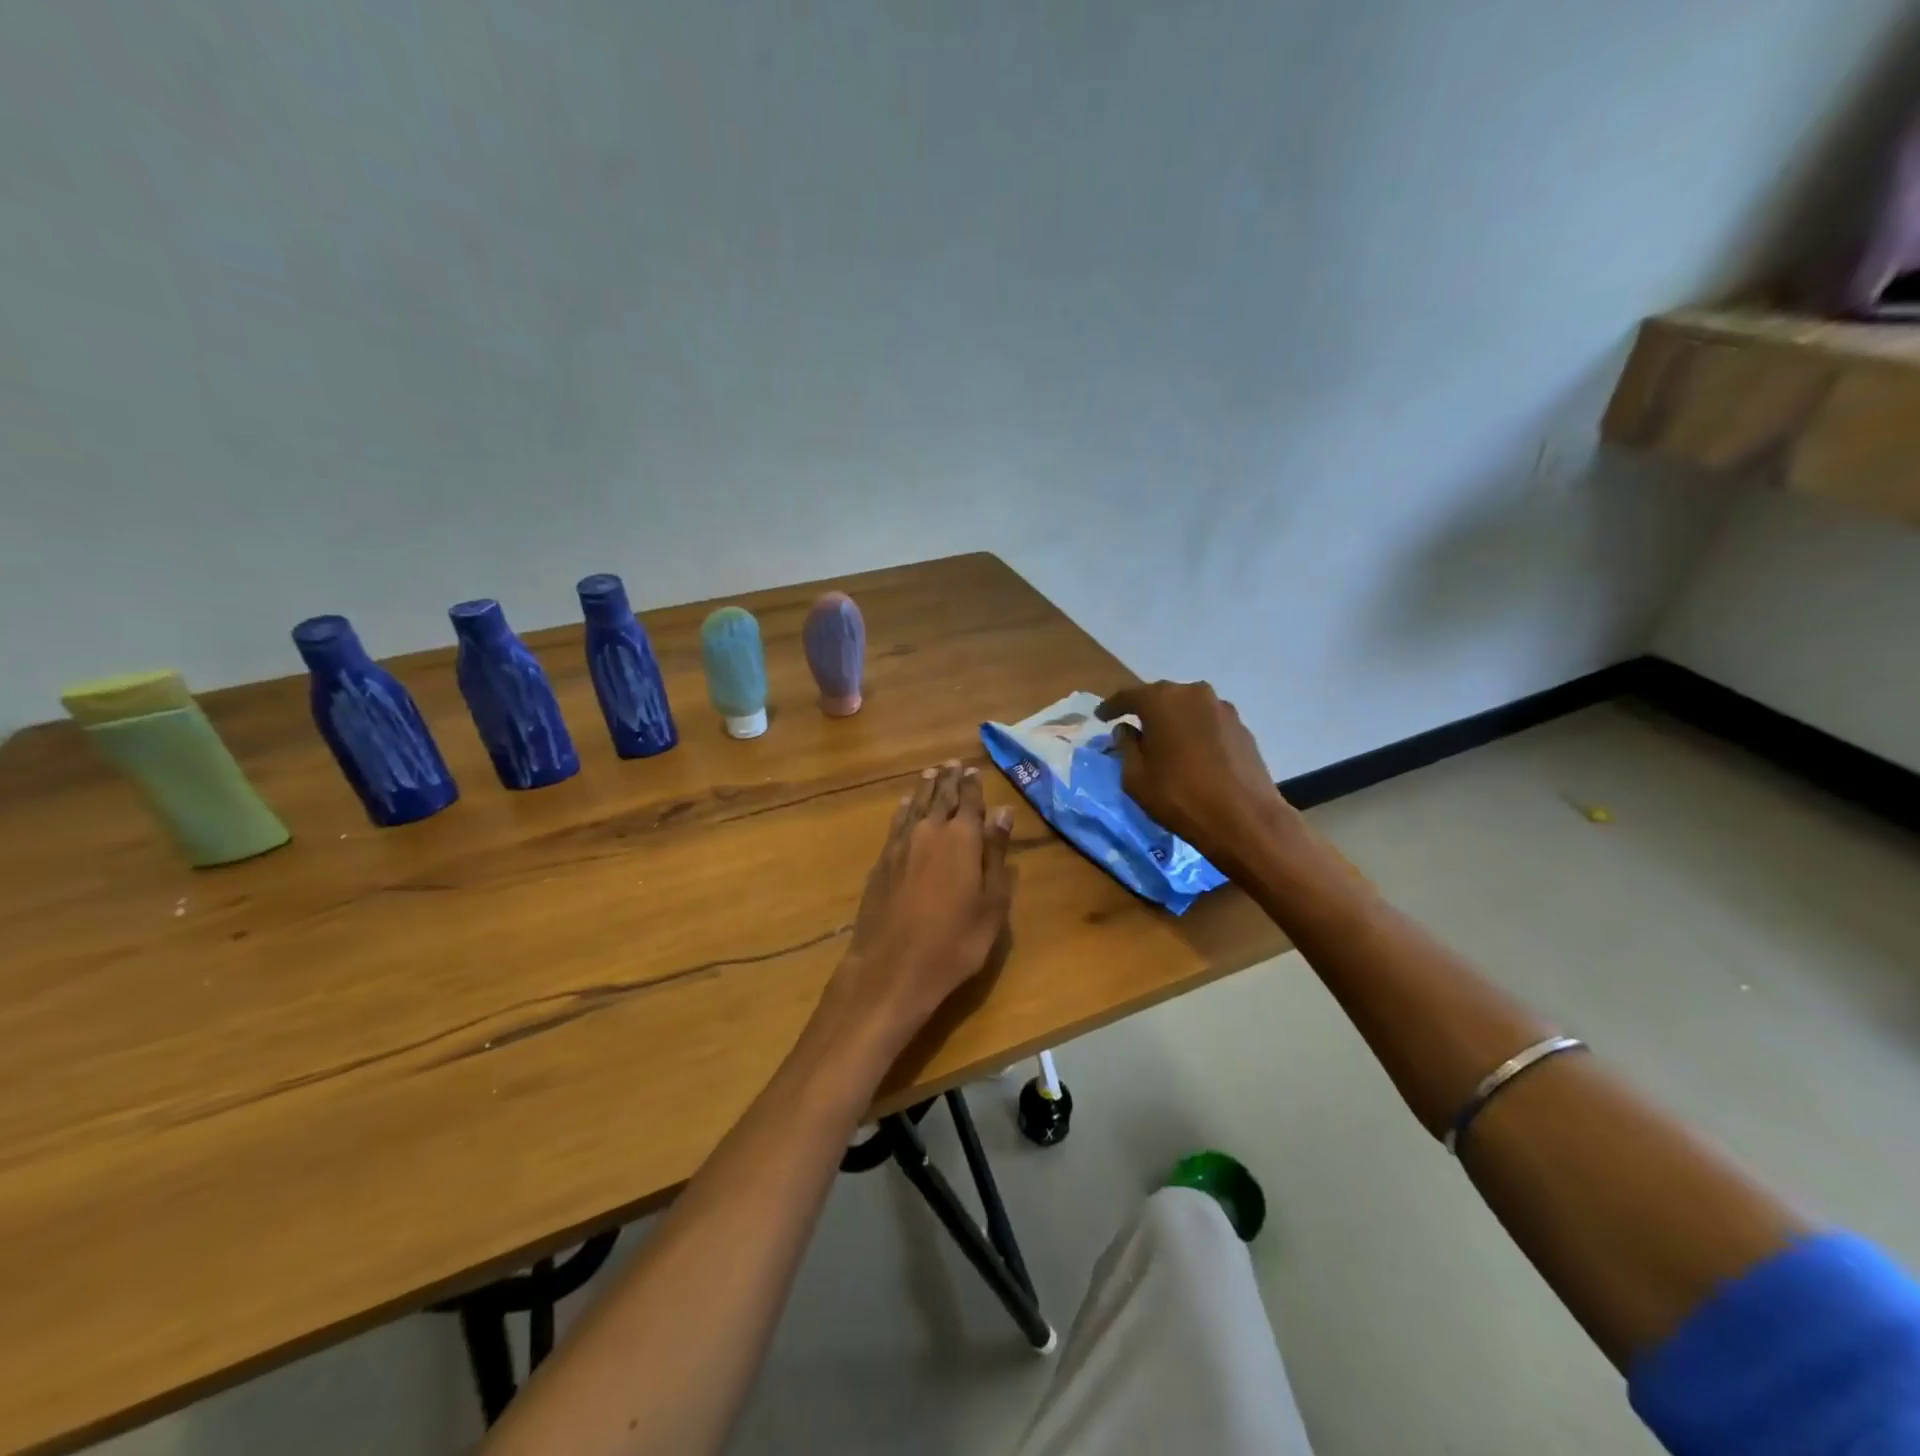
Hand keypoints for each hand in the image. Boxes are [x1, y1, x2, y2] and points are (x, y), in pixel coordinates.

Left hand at [816, 762, 1015, 1056]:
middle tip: (952, 763)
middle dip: (948, 780)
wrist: (891, 967)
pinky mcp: (881, 861)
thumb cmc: (954, 942)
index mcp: (962, 839)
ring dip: (924, 788)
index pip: (969, 802)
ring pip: (914, 805)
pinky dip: (902, 809)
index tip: (973, 769)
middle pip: (940, 797)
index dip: (973, 785)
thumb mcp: (991, 903)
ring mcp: (901, 845)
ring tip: (931, 773)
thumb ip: (995, 854)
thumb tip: (1003, 812)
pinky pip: (896, 823)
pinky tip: (903, 805)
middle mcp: (929, 832)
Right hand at [1096, 680, 1296, 875]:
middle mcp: (1193, 694)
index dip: (1111, 707)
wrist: (1244, 819)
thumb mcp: (1135, 777)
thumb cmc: (1179, 796)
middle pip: (1161, 697)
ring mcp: (1222, 709)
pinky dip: (1195, 732)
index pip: (1128, 696)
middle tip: (1133, 728)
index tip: (1100, 717)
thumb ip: (1126, 747)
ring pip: (1187, 708)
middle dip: (1145, 711)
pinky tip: (1192, 753)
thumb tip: (1127, 730)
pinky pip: (1208, 723)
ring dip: (1173, 721)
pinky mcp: (1242, 727)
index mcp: (1162, 700)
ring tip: (1164, 742)